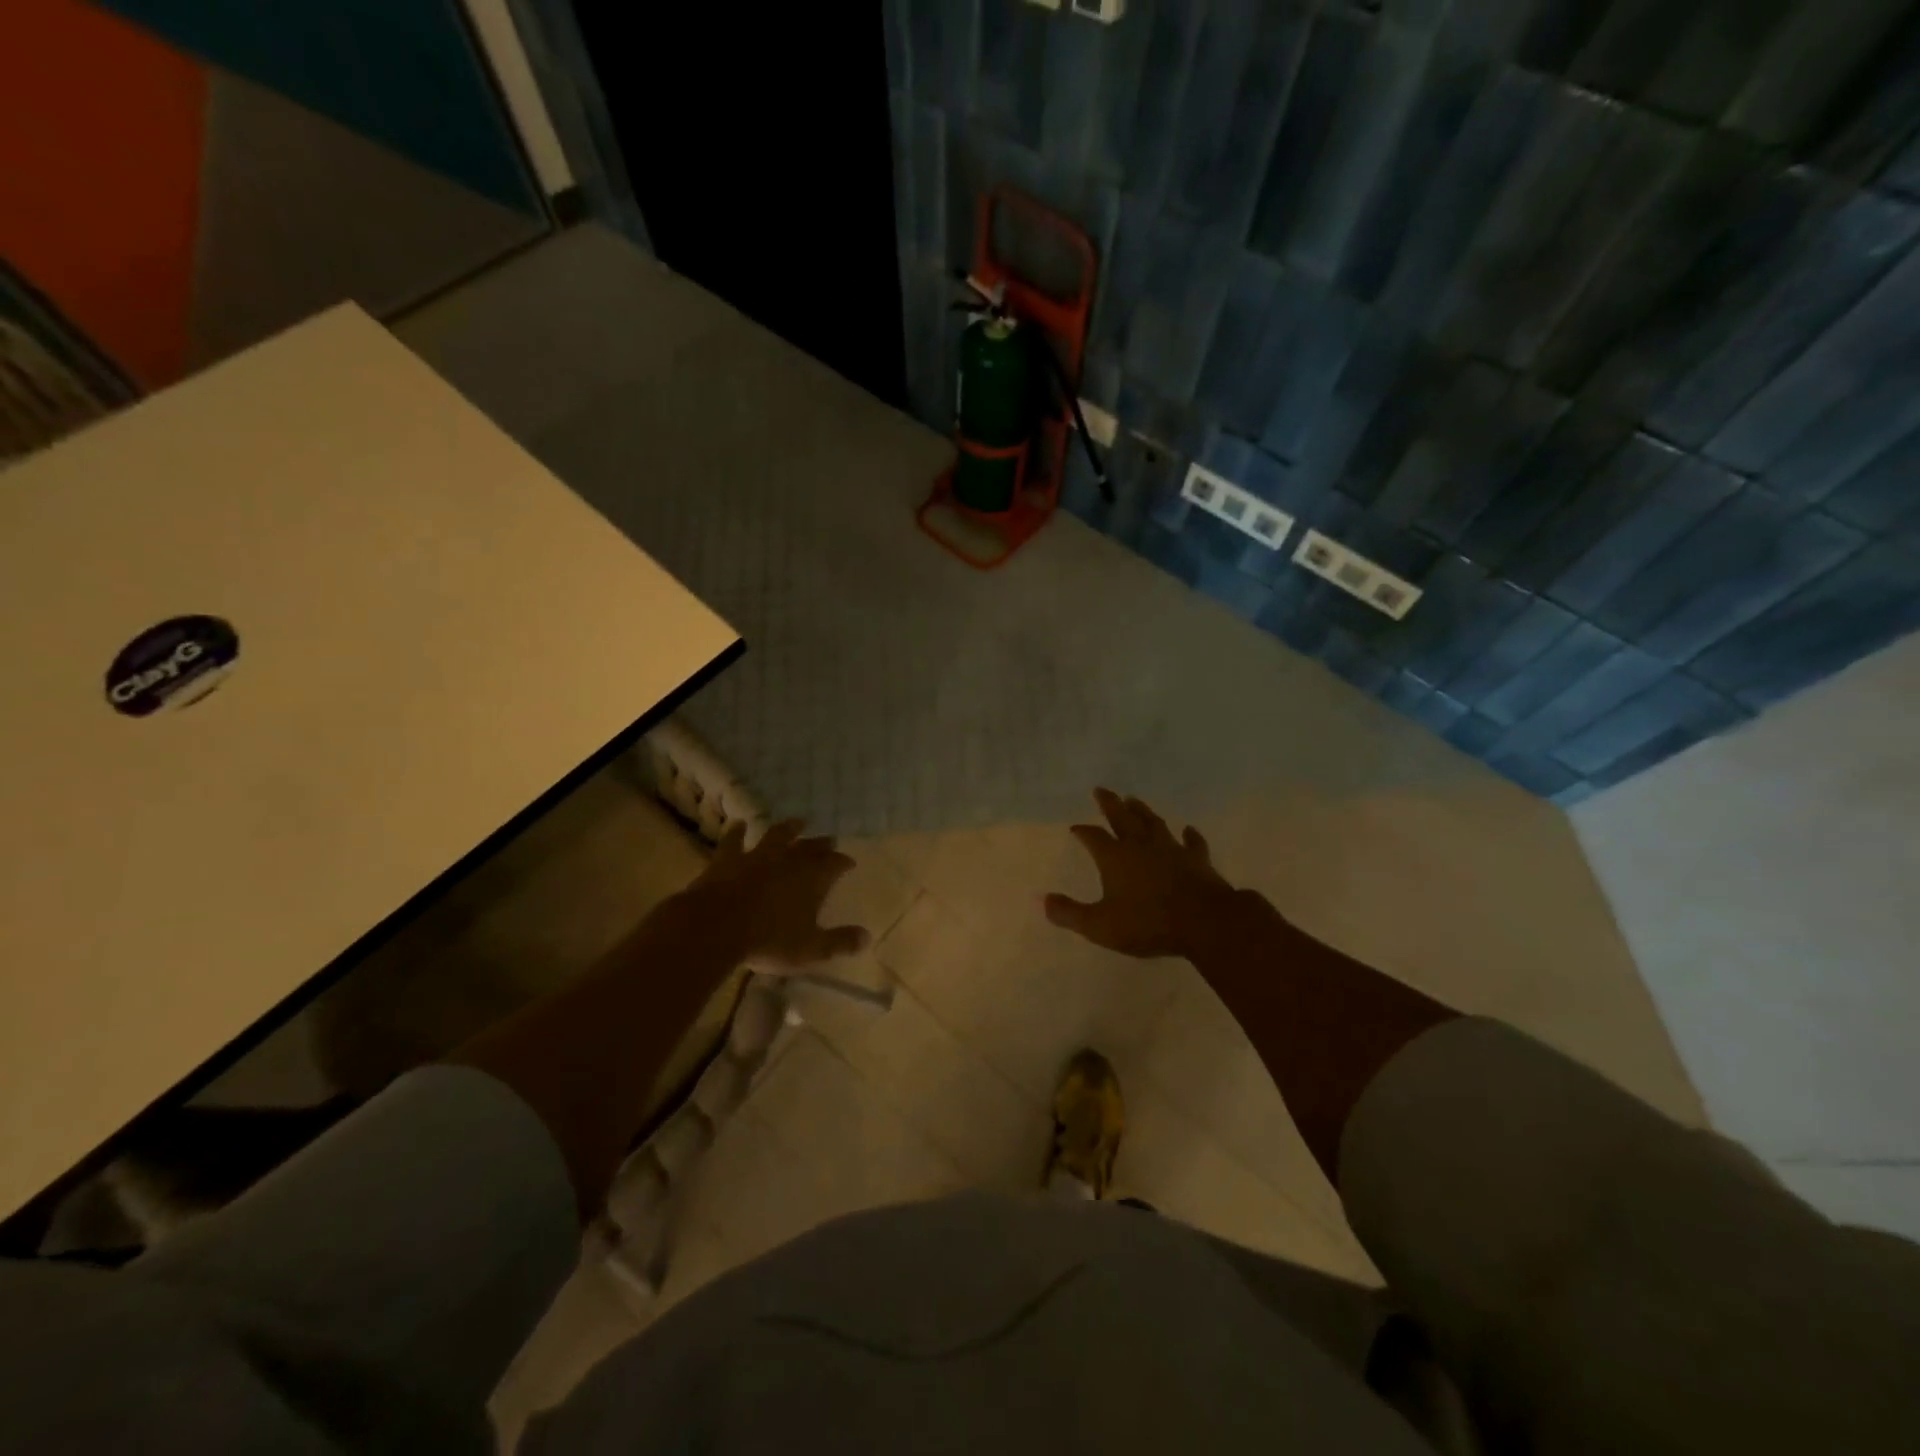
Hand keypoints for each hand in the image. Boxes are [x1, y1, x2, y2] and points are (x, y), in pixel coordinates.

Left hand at [671, 820, 870, 970]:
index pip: (835, 864)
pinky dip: (737, 832)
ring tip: (797, 822)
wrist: (717, 926)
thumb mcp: (811, 948)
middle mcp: (788, 860)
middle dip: (822, 844)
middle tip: (829, 839)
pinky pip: (734, 841)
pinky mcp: (728, 859)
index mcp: (813, 879)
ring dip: (788, 828)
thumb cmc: (770, 940)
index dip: (843, 862)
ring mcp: (757, 856)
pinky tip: (738, 824)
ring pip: (777, 836)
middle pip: (810, 847)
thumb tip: (867, 937)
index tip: (849, 862)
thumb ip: (839, 942)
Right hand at [1044, 789, 1235, 959]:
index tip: (1075, 828)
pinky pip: (1192, 842)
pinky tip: (1188, 829)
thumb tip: (1042, 900)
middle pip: (1122, 818)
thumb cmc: (1147, 923)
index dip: (1083, 832)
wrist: (1203, 922)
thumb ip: (1070, 913)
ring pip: (1153, 823)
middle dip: (1110, 803)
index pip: (1093, 837)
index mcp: (1114, 858)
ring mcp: (1171, 849)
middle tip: (1101, 789)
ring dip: (1142, 810)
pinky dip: (1189, 835)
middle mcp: (1140, 846)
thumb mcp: (1100, 925)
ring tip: (1134, 799)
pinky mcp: (1197, 859)